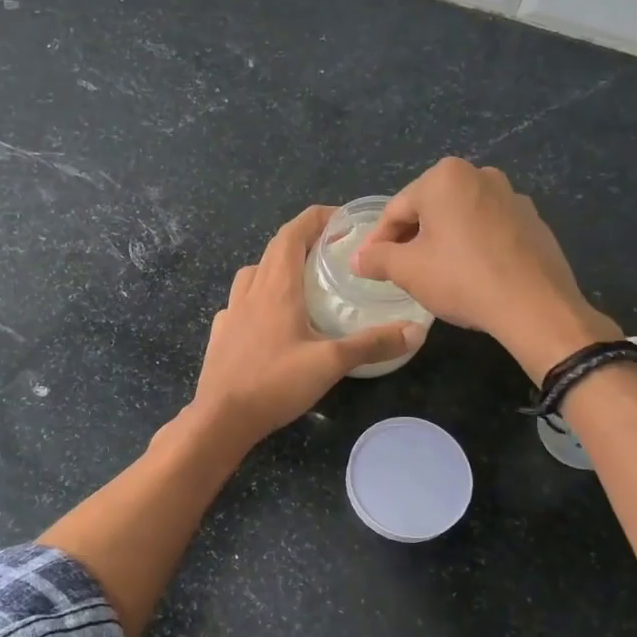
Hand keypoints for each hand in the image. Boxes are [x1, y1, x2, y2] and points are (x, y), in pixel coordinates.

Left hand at [186, 206, 421, 449]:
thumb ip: (372, 344)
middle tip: (330, 249)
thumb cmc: (274, 383)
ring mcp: (231, 312)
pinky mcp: (221, 334)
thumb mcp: (330, 363)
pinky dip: (257, 298)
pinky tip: (268, 319)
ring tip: (300, 281)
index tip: (340, 218)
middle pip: (274, 249)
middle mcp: (251, 290)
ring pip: (253, 273)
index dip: (315, 218)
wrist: (220, 418)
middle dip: (302, 240)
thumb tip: (415, 331)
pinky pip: (240, 302)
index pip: (292, 233)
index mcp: (276, 286)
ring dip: (276, 266)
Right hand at [352, 157, 619, 382]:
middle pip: (429, 209)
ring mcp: (512, 196)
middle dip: (410, 238)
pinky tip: (470, 275)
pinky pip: (489, 230)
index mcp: (445, 177)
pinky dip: (472, 246)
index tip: (368, 265)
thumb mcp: (407, 270)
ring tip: (433, 274)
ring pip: (460, 218)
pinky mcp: (533, 221)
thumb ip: (377, 258)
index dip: (377, 240)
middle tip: (398, 270)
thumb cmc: (461, 278)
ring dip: (442, 241)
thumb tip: (357, 259)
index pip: (396, 209)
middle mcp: (480, 175)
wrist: (535, 306)